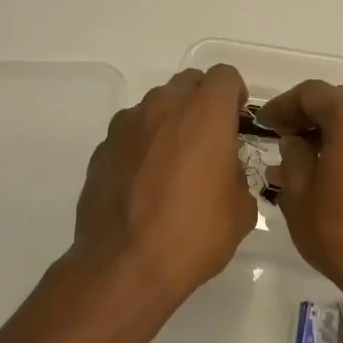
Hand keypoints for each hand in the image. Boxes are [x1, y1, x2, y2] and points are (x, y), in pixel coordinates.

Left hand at [62, 66, 255, 340]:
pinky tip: (144, 184)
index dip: (234, 95)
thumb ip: (237, 174)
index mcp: (205, 114)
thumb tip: (223, 169)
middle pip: (188, 83)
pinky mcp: (102, 149)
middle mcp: (163, 107)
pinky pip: (130, 134)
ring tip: (173, 165)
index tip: (236, 121)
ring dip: (169, 123)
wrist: (124, 266)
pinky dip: (142, 147)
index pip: (224, 76)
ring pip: (155, 107)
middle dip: (202, 103)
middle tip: (208, 140)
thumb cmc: (194, 234)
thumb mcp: (240, 209)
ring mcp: (127, 126)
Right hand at [258, 80, 342, 325]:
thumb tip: (295, 140)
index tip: (264, 124)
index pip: (311, 93)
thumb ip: (292, 155)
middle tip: (283, 138)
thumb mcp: (298, 195)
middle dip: (308, 116)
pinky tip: (337, 170)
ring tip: (307, 159)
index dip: (283, 105)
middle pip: (339, 101)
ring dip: (333, 132)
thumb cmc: (342, 233)